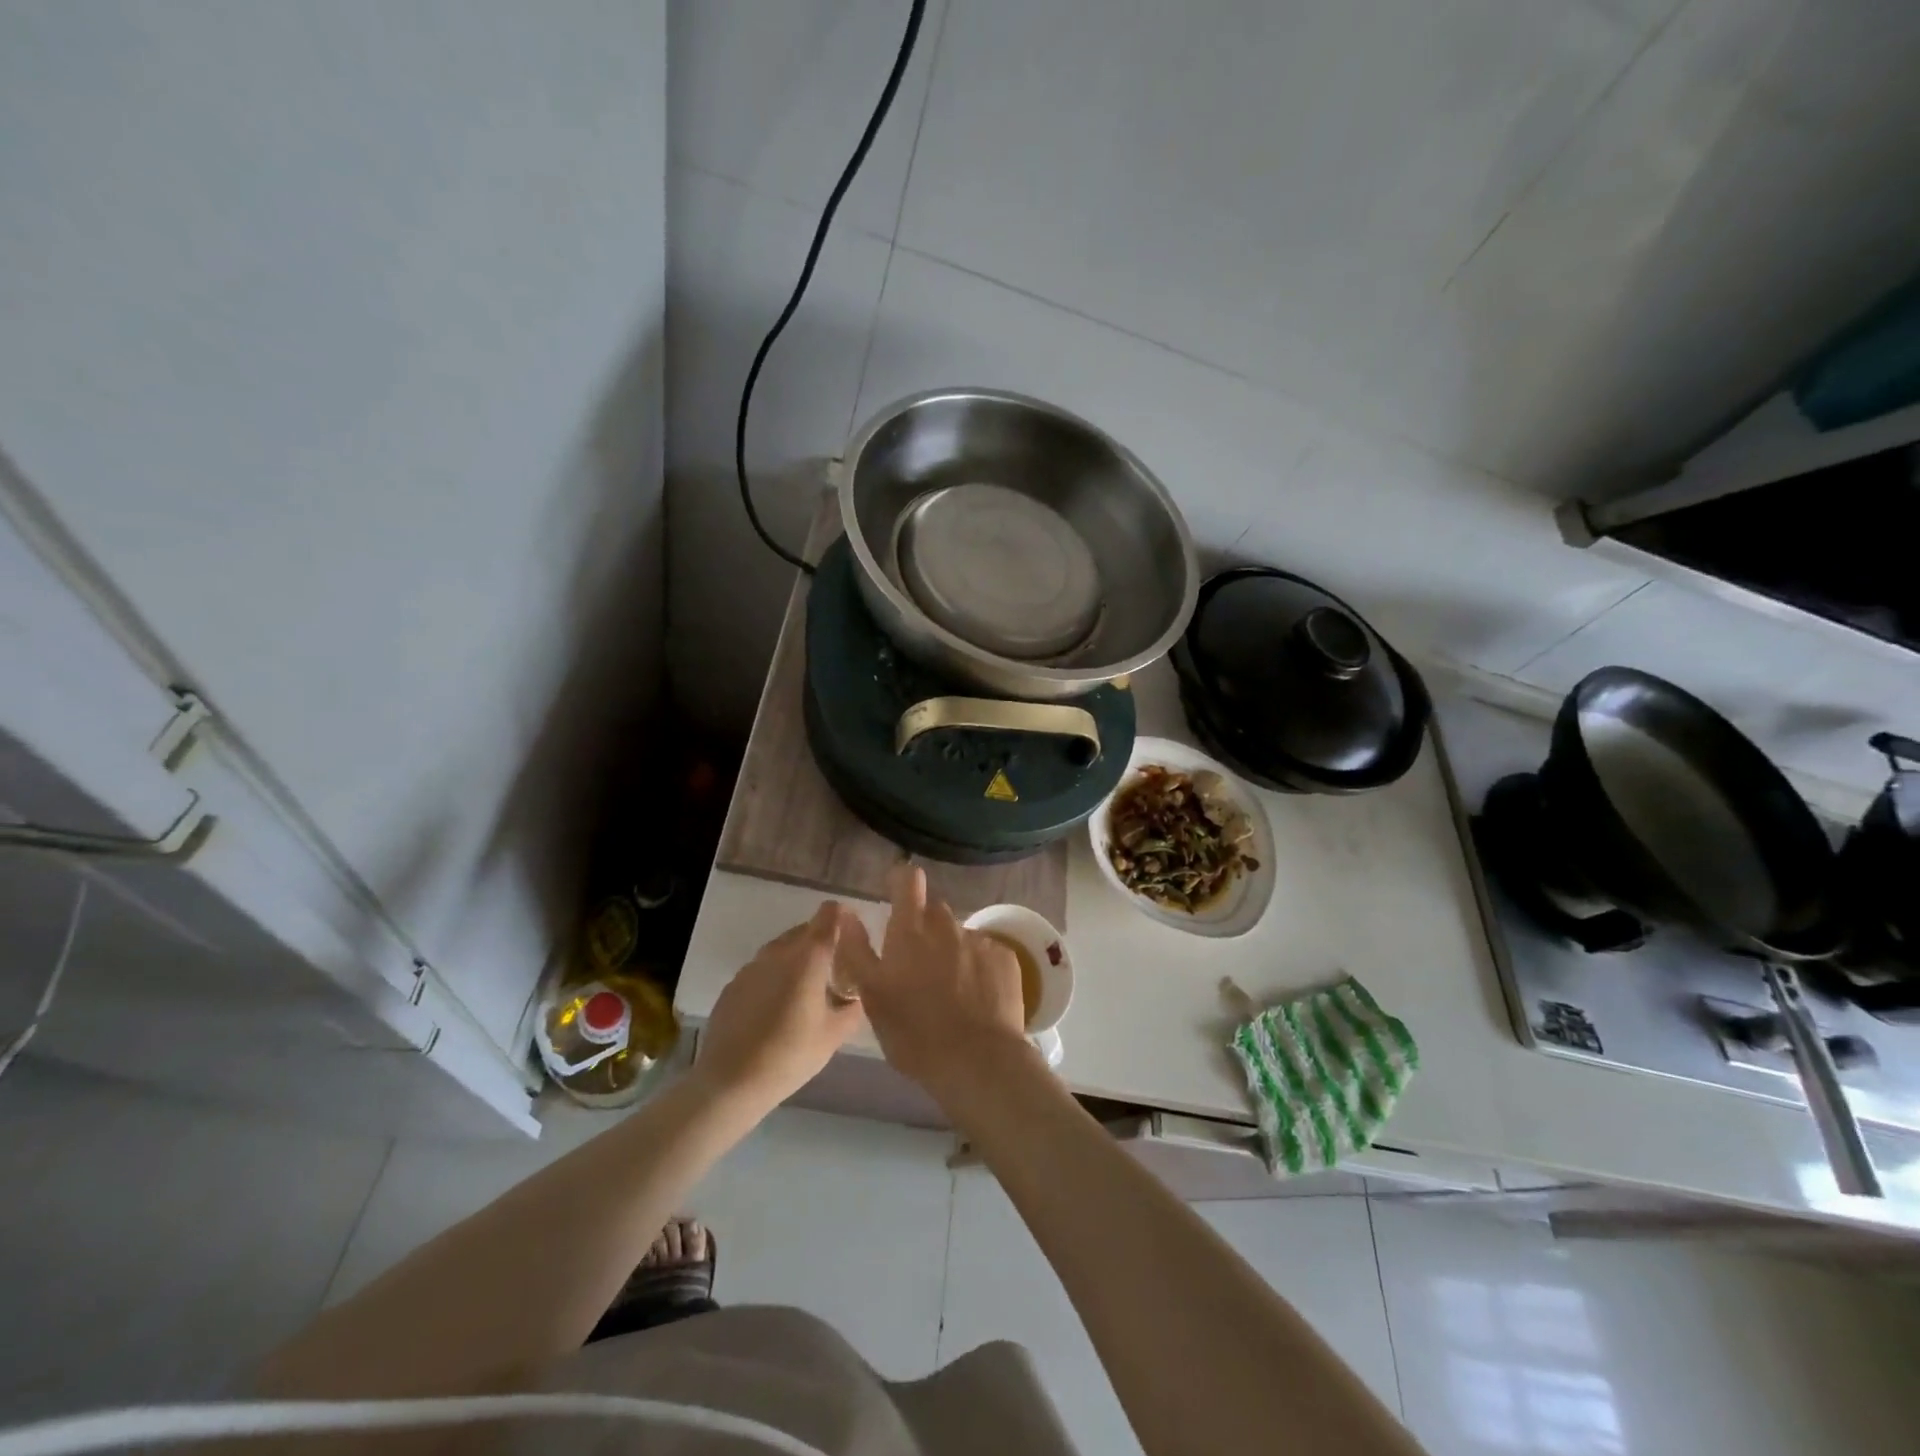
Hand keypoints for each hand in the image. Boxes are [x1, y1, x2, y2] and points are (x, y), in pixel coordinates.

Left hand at [694, 902, 864, 1114]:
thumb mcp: (834, 1035)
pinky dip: (775, 977)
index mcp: (808, 957)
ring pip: (782, 949)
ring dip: (797, 959)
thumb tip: (858, 995)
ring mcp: (752, 966)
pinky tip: (777, 1008)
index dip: (843, 916)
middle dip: (822, 942)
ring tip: (806, 991)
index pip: (829, 915)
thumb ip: (853, 1008)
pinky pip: (762, 969)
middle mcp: (779, 952)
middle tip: (835, 970)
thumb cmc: (790, 1055)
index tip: (853, 934)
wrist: (730, 1082)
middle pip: (805, 930)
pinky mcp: (733, 985)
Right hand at [837, 866, 1036, 1104]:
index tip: (898, 890)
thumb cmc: (914, 1033)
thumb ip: (857, 950)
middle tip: (920, 966)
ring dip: (953, 952)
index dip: (902, 880)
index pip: (908, 880)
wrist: (977, 1060)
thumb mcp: (872, 996)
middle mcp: (946, 926)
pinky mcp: (1006, 958)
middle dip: (926, 928)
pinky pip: (987, 953)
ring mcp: (979, 940)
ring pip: (960, 936)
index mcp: (910, 931)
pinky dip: (980, 968)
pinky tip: (978, 998)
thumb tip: (847, 913)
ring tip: (951, 991)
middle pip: (935, 912)